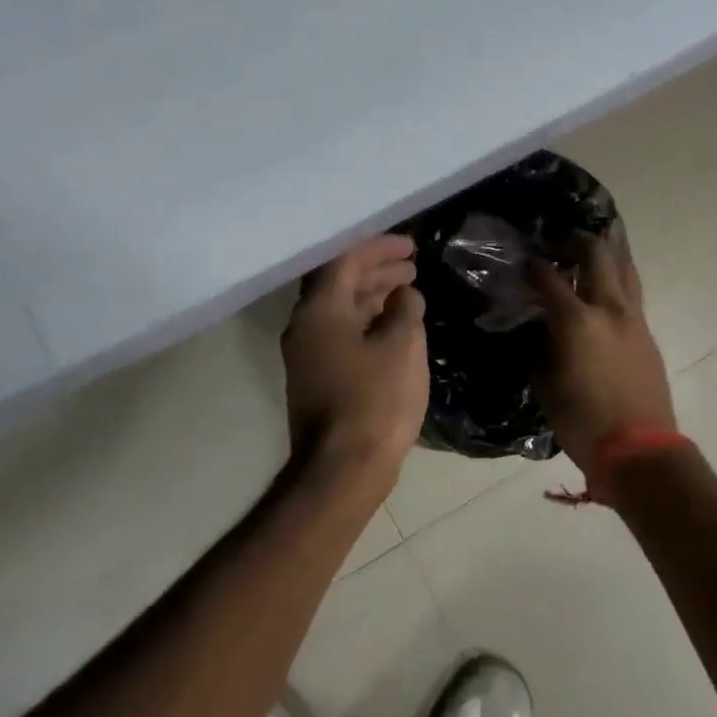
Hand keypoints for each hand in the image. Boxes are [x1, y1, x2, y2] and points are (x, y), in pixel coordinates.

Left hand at [282, 234, 428, 490]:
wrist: (343, 470)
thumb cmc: (375, 400)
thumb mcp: (402, 345)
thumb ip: (405, 309)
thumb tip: (404, 295)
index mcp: (320, 310)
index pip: (346, 260)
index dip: (379, 248)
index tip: (410, 246)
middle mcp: (305, 326)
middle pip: (340, 282)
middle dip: (377, 270)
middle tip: (412, 266)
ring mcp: (308, 354)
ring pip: (341, 309)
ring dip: (374, 295)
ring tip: (408, 291)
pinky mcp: (317, 378)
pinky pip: (342, 333)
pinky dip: (368, 321)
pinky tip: (394, 326)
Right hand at [530, 224, 674, 473]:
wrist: (640, 450)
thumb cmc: (583, 422)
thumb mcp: (546, 383)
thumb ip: (541, 345)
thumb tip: (540, 325)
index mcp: (577, 321)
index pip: (549, 277)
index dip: (532, 265)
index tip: (522, 260)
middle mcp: (609, 308)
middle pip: (596, 253)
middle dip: (575, 240)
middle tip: (557, 243)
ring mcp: (633, 318)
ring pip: (624, 265)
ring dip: (605, 250)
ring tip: (587, 250)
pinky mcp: (647, 332)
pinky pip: (631, 290)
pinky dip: (617, 276)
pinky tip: (603, 283)